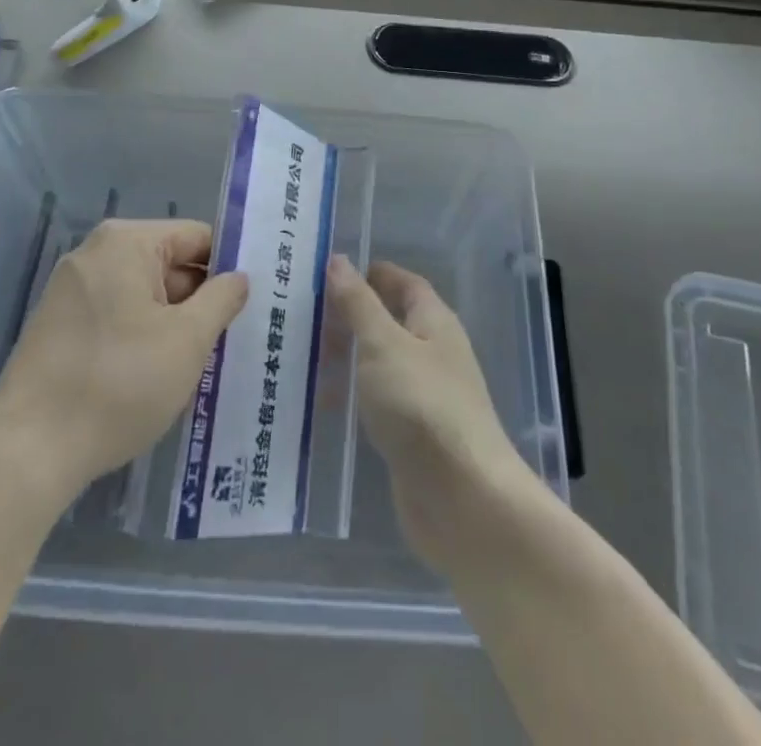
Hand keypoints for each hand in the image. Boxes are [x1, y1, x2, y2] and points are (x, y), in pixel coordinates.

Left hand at [0, 219, 247, 503]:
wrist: (27, 453)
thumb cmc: (118, 384)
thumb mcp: (187, 341)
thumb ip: (222, 299)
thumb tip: (238, 278)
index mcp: (126, 242)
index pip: (197, 237)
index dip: (228, 268)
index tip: (250, 304)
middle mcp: (94, 253)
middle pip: (169, 264)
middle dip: (199, 300)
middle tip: (229, 341)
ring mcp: (70, 289)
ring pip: (143, 294)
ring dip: (171, 323)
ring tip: (197, 365)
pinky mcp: (57, 325)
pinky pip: (115, 315)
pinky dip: (140, 337)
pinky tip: (153, 377)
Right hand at [327, 255, 537, 570]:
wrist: (463, 499)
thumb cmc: (422, 406)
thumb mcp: (383, 344)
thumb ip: (358, 303)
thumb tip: (338, 260)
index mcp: (433, 322)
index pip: (402, 282)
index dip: (369, 274)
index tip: (326, 272)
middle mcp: (432, 353)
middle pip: (388, 322)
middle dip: (348, 317)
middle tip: (300, 317)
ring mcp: (423, 396)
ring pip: (378, 363)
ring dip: (344, 358)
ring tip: (297, 358)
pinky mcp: (412, 434)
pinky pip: (376, 402)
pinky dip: (350, 398)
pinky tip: (318, 406)